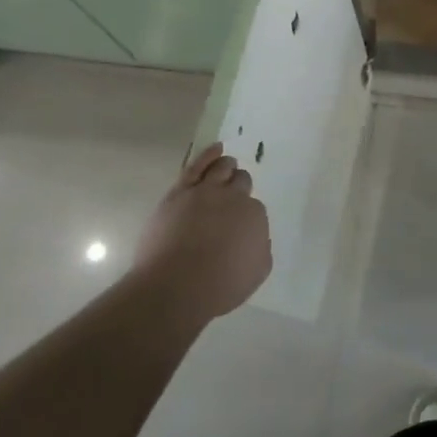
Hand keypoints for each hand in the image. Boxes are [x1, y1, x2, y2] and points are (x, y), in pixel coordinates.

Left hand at [132, 144, 271, 320]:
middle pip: (241, 182)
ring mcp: (206, 191)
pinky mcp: (180, 191)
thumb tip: (255, 237)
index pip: (254, 208)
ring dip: (227, 166)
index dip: (246, 215)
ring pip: (222, 168)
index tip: (238, 226)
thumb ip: (260, 248)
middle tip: (233, 196)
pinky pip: (197, 165)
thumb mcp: (256, 272)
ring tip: (227, 165)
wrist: (176, 286)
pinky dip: (209, 154)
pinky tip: (216, 149)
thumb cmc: (219, 286)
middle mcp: (234, 198)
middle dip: (239, 187)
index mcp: (255, 217)